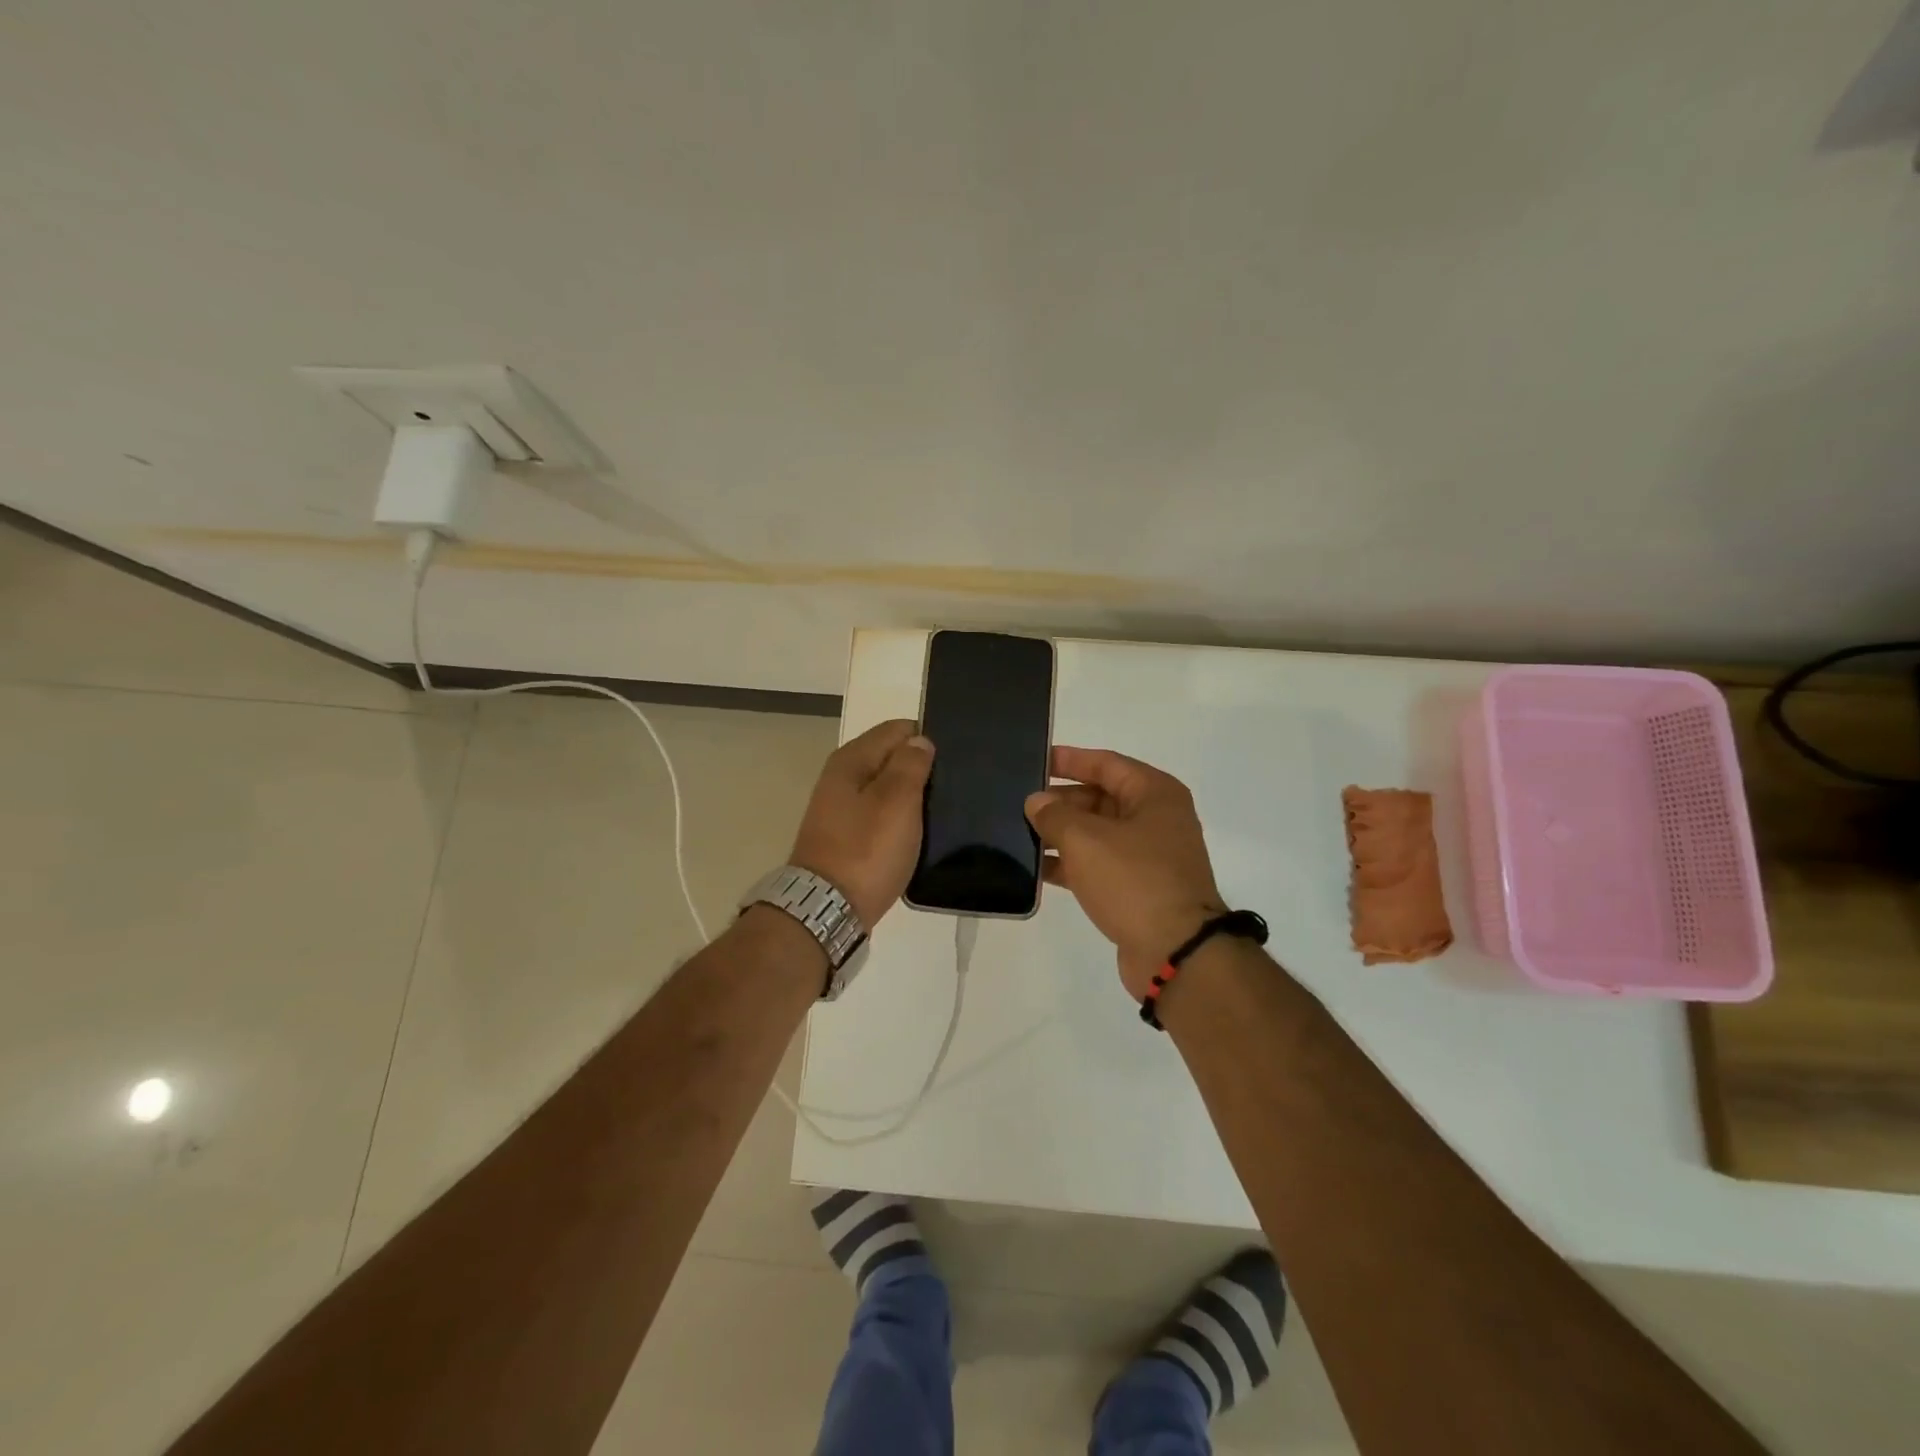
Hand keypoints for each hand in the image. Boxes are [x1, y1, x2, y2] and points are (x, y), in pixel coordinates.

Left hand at [789, 719, 934, 929]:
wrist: (827, 910)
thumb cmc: (866, 851)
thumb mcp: (897, 802)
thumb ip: (910, 765)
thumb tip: (919, 741)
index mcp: (851, 760)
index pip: (897, 729)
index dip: (926, 739)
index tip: (951, 761)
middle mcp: (841, 777)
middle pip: (890, 758)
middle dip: (919, 767)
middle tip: (952, 788)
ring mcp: (840, 809)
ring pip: (886, 788)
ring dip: (910, 796)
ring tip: (941, 811)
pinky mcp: (846, 837)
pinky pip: (880, 815)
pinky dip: (898, 819)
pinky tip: (917, 833)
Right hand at [1026, 747, 1225, 998]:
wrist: (1176, 952)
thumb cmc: (1134, 880)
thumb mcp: (1086, 840)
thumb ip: (1055, 815)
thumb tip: (1036, 802)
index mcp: (1154, 794)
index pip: (1106, 763)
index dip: (1069, 760)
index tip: (1035, 760)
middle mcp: (1156, 819)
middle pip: (1101, 798)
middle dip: (1060, 801)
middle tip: (1019, 803)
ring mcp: (1149, 856)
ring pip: (1097, 834)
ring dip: (1062, 834)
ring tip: (1018, 834)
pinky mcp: (1139, 888)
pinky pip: (1099, 865)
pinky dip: (1071, 864)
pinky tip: (1036, 869)